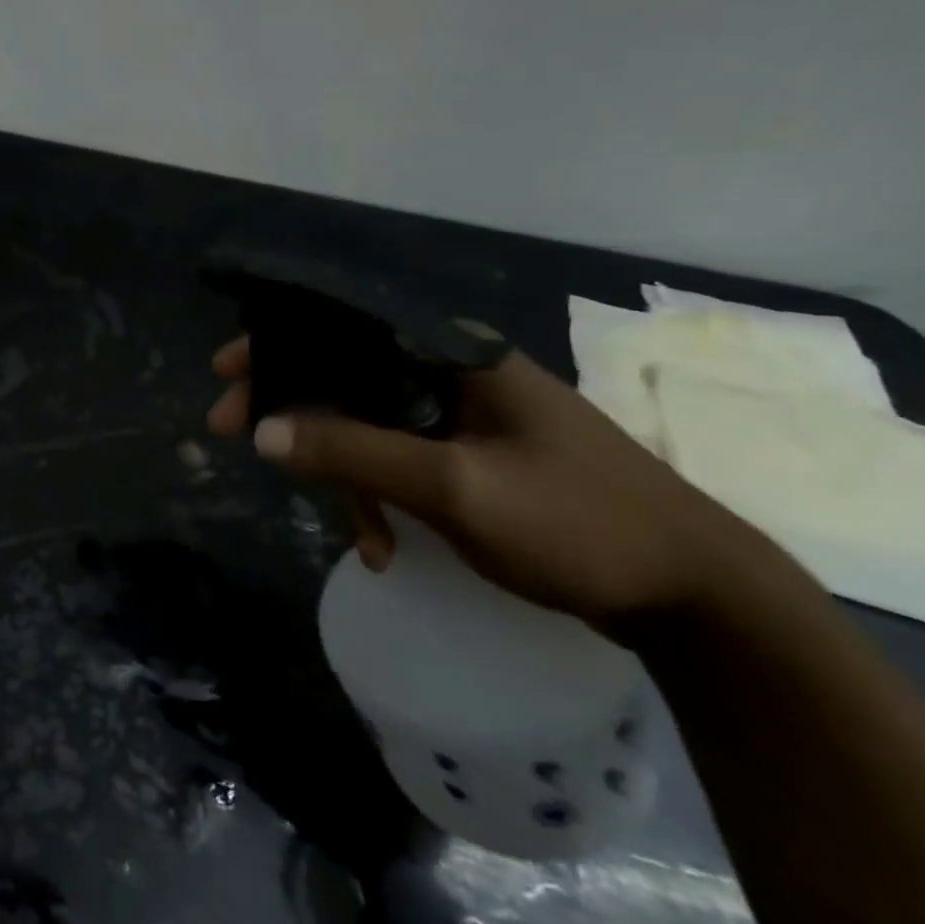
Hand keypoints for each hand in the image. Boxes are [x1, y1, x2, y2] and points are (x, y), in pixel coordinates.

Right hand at [207, 334, 762, 634]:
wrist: (697, 596)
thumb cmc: (579, 524)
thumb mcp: (456, 489)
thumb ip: (356, 454)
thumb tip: (264, 431)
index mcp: (454, 355)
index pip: (345, 327)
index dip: (278, 343)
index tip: (227, 372)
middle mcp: (452, 373)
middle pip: (347, 376)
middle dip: (294, 413)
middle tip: (234, 436)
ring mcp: (463, 418)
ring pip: (369, 425)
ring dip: (344, 474)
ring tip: (355, 536)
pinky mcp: (470, 457)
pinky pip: (398, 459)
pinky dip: (380, 496)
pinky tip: (382, 544)